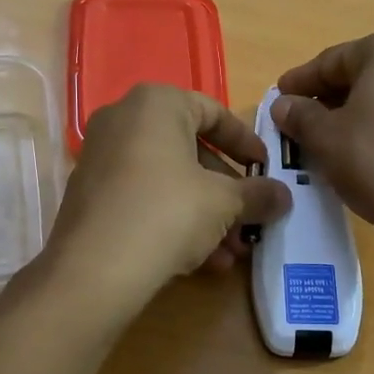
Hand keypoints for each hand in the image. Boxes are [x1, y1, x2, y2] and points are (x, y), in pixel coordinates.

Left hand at [44, 84, 291, 313]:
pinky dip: (173, 221)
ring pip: (168, 181)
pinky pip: (143, 199)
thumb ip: (257, 194)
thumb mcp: (224, 202)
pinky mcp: (90, 196)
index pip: (213, 112)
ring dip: (205, 215)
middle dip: (226, 191)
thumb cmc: (168, 213)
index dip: (245, 142)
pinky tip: (199, 261)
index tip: (266, 168)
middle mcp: (122, 120)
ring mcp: (101, 158)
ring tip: (230, 253)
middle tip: (250, 219)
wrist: (95, 269)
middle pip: (190, 151)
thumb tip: (283, 196)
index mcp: (156, 104)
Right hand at [272, 29, 373, 279]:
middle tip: (300, 119)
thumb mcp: (324, 137)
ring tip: (329, 136)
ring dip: (355, 110)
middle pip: (363, 73)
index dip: (300, 81)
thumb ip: (299, 115)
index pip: (332, 60)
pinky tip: (363, 147)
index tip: (278, 98)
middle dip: (329, 95)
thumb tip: (284, 105)